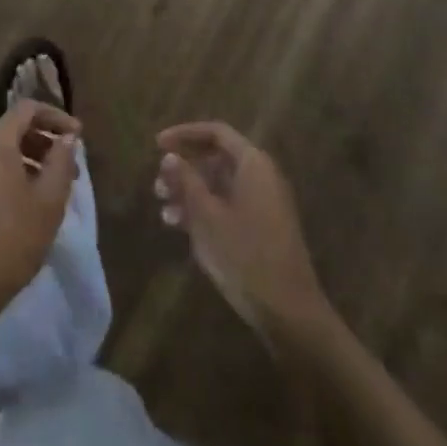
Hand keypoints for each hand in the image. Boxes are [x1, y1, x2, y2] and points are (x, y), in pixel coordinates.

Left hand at [0, 99, 80, 319]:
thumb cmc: (13, 238)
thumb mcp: (49, 200)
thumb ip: (62, 161)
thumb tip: (67, 137)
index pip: (27, 109)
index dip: (56, 116)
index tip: (78, 136)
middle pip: (13, 130)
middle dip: (45, 142)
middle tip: (70, 167)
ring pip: (1, 153)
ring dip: (30, 161)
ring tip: (52, 188)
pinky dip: (11, 175)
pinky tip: (26, 205)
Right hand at [156, 122, 327, 338]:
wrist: (288, 312)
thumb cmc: (244, 254)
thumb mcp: (206, 215)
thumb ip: (186, 181)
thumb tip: (170, 156)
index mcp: (253, 164)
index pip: (216, 133)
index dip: (184, 134)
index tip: (157, 145)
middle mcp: (261, 176)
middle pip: (217, 159)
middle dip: (184, 169)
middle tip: (158, 184)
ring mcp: (264, 204)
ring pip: (220, 185)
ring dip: (190, 193)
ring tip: (163, 210)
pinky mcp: (262, 228)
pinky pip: (228, 205)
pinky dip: (204, 210)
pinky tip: (179, 227)